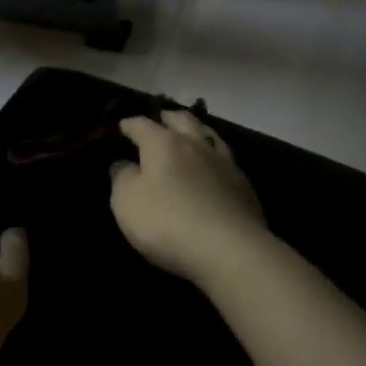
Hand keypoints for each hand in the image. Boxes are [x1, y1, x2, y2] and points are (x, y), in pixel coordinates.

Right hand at [110, 109, 267, 285]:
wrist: (228, 248)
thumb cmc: (167, 221)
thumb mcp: (127, 202)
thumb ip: (122, 178)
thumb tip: (122, 163)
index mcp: (164, 144)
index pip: (142, 125)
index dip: (129, 124)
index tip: (121, 126)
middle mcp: (196, 145)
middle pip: (182, 120)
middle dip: (168, 117)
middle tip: (160, 118)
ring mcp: (225, 163)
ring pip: (210, 135)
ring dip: (197, 131)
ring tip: (191, 134)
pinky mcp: (244, 185)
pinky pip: (226, 160)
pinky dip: (215, 157)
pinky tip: (214, 167)